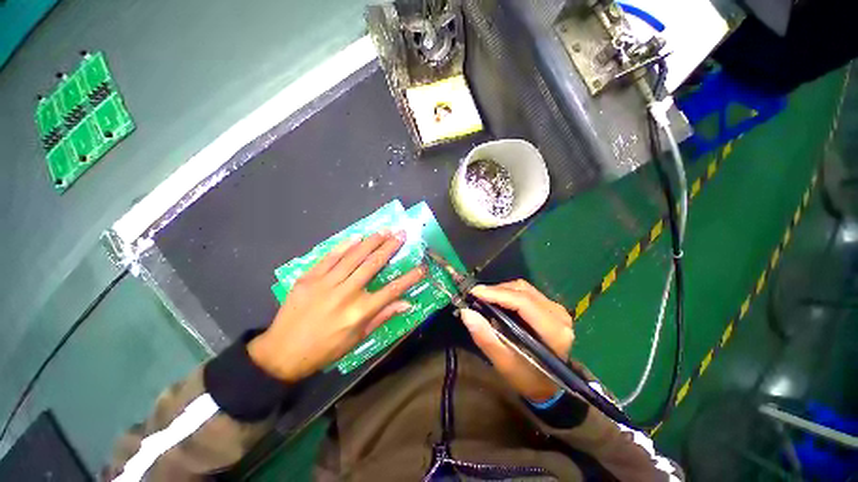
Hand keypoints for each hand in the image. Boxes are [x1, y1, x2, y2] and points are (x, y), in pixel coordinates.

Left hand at [248, 230, 425, 381]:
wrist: (282, 352)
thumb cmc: (325, 349)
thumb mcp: (357, 338)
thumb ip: (382, 317)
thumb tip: (406, 304)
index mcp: (359, 312)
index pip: (392, 290)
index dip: (409, 278)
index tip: (422, 267)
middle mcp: (346, 293)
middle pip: (373, 264)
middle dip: (390, 247)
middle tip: (401, 234)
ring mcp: (326, 282)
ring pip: (354, 256)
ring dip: (371, 241)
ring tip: (384, 230)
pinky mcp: (309, 277)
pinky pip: (330, 257)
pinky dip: (344, 245)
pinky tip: (356, 237)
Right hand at [458, 280, 573, 402]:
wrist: (547, 386)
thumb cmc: (526, 378)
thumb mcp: (503, 363)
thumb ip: (485, 337)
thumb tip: (466, 312)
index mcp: (553, 331)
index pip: (522, 302)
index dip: (496, 294)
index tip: (474, 292)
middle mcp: (559, 315)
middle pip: (522, 291)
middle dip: (496, 291)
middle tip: (475, 296)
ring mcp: (557, 309)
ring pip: (524, 288)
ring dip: (501, 290)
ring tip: (484, 298)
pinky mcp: (551, 307)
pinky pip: (526, 291)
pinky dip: (509, 292)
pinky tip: (497, 300)